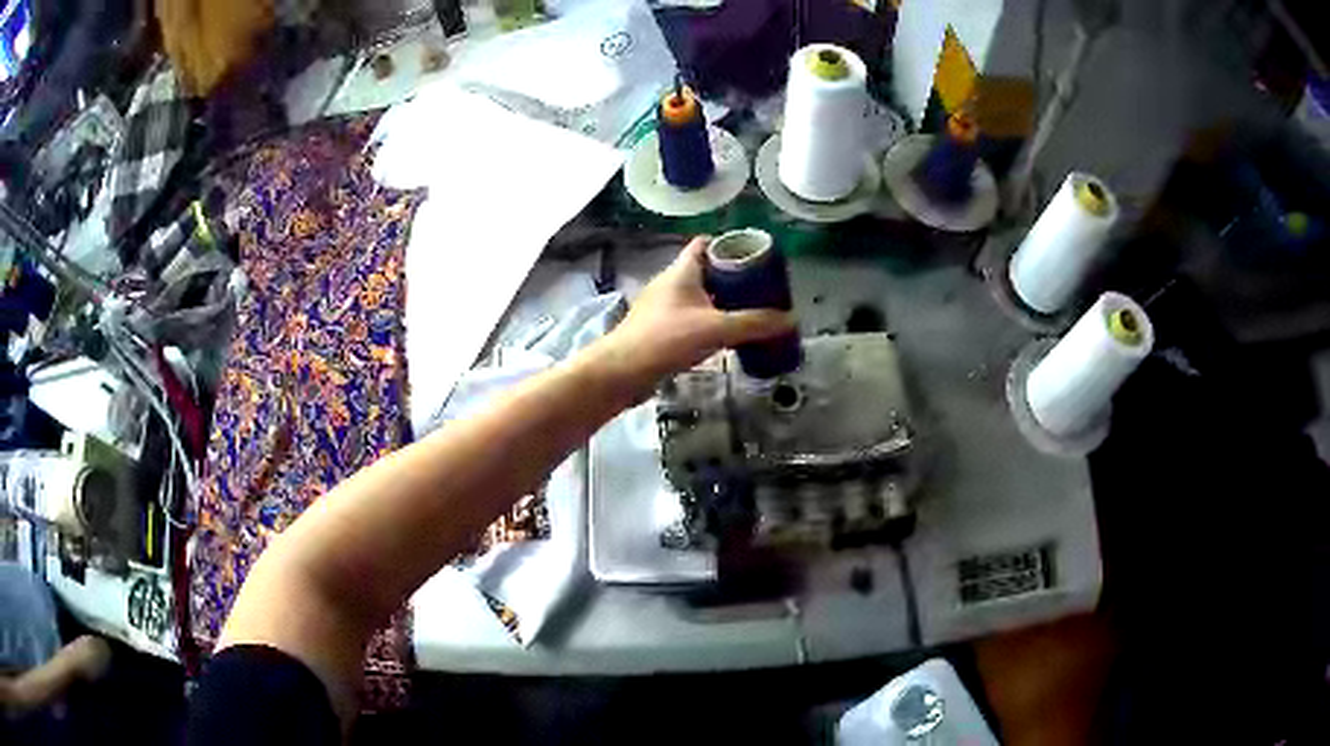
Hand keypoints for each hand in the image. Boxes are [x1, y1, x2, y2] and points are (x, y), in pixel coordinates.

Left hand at [593, 237, 794, 396]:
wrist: (622, 372)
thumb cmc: (666, 339)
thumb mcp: (716, 328)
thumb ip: (754, 323)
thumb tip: (791, 319)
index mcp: (681, 271)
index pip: (704, 243)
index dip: (728, 244)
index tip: (753, 255)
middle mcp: (670, 283)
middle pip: (705, 271)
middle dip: (732, 277)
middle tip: (760, 288)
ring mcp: (662, 308)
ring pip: (698, 297)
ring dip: (721, 302)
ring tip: (750, 312)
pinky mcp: (658, 331)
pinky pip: (690, 318)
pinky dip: (708, 322)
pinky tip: (725, 338)